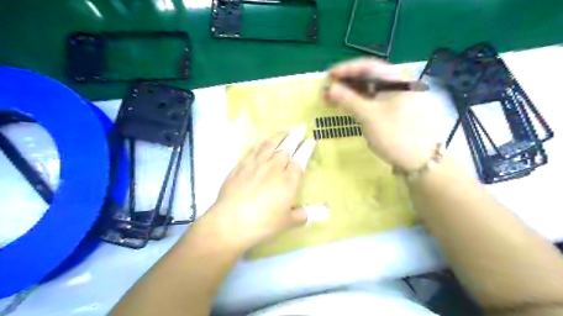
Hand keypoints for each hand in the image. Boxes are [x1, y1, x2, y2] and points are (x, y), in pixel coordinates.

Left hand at [201, 127, 315, 248]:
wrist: (232, 220)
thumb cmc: (263, 223)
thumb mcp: (287, 222)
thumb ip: (303, 215)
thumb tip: (318, 214)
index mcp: (289, 179)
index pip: (301, 159)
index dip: (307, 149)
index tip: (311, 141)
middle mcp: (275, 167)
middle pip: (287, 147)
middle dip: (295, 136)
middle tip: (300, 128)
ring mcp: (257, 164)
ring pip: (271, 144)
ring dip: (279, 136)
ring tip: (285, 131)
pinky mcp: (242, 165)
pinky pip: (254, 149)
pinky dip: (262, 143)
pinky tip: (264, 142)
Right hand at [325, 56, 439, 169]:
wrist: (420, 161)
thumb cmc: (396, 136)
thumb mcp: (369, 117)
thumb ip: (349, 100)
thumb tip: (330, 88)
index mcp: (399, 80)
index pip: (369, 66)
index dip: (346, 69)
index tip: (329, 76)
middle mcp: (399, 84)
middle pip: (370, 76)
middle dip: (347, 81)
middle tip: (328, 88)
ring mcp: (397, 97)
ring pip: (370, 88)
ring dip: (351, 91)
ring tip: (333, 96)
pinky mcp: (394, 109)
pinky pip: (373, 99)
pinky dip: (359, 101)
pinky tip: (347, 104)